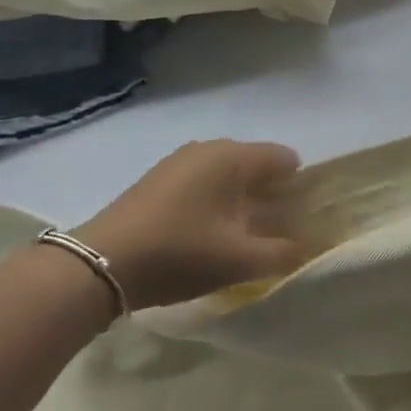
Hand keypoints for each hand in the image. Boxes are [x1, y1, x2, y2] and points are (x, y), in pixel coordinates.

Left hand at [75, 141, 304, 310]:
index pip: (286, 159)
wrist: (101, 263)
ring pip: (228, 173)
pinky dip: (215, 200)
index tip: (301, 221)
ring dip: (242, 199)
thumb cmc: (179, 253)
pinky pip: (204, 180)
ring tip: (241, 237)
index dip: (300, 188)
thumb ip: (283, 253)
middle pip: (257, 164)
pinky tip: (206, 233)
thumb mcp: (239, 260)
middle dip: (272, 195)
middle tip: (275, 233)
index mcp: (234, 157)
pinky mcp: (160, 176)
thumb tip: (309, 248)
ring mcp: (181, 159)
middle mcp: (210, 147)